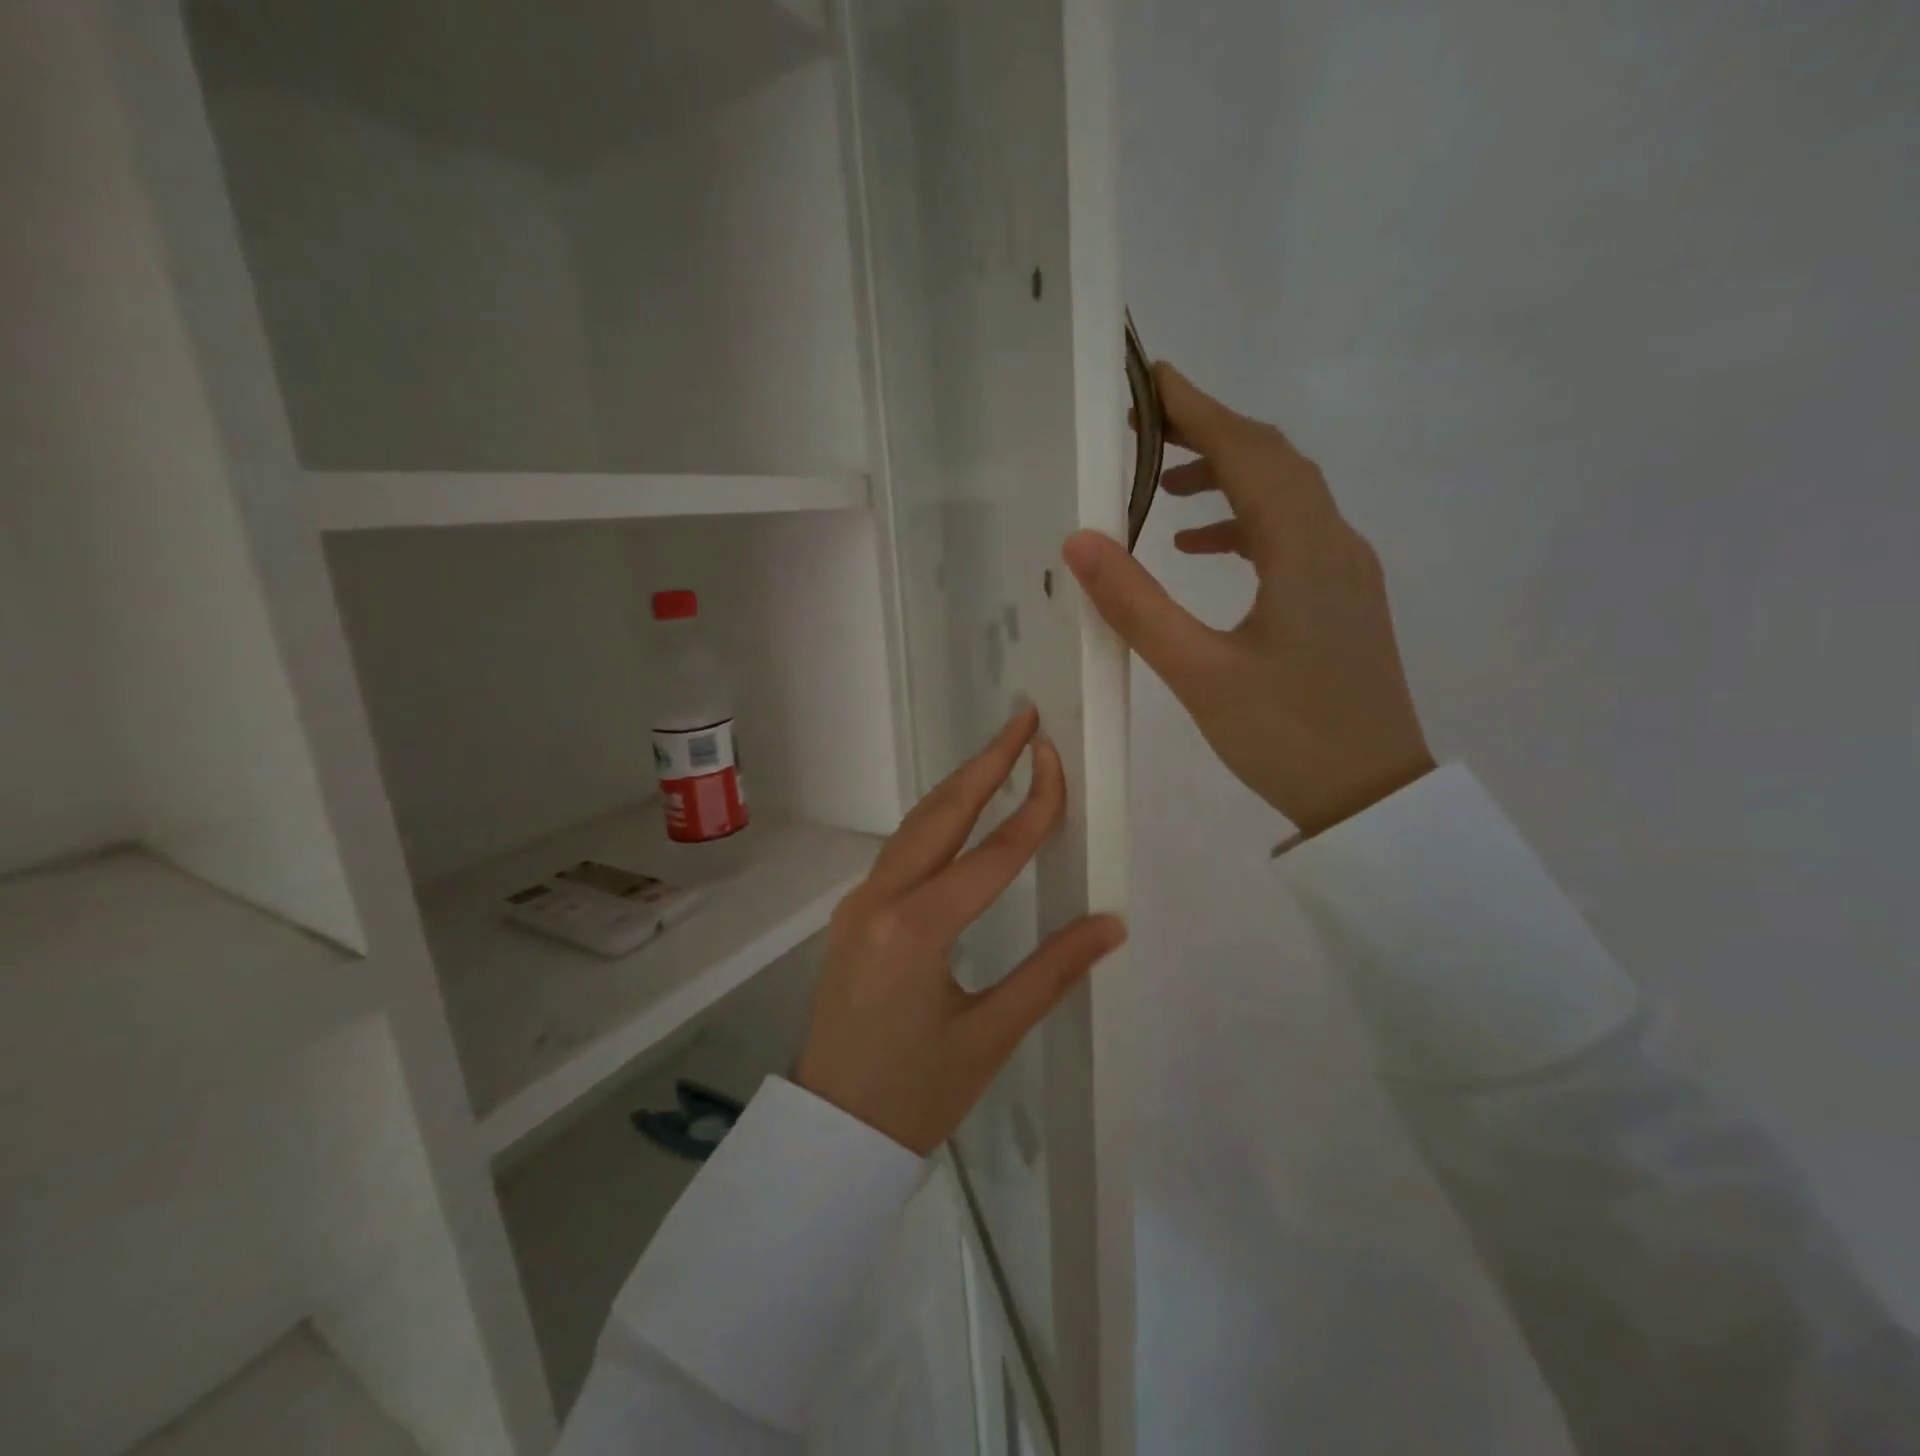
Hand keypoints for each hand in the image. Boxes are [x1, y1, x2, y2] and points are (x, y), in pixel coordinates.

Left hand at [794, 704, 1126, 1154]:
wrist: (829, 1133)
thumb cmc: (914, 1096)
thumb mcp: (990, 1038)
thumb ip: (1052, 972)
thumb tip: (1111, 923)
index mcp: (915, 930)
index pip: (992, 854)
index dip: (1033, 807)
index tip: (1058, 759)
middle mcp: (879, 900)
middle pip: (941, 815)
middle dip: (985, 762)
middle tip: (1023, 719)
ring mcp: (858, 903)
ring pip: (915, 828)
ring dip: (958, 786)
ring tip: (999, 752)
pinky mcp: (853, 915)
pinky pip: (900, 852)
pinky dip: (936, 821)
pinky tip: (960, 813)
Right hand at [1065, 363, 1433, 836]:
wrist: (1371, 799)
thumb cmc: (1286, 737)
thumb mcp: (1199, 673)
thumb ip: (1138, 604)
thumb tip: (1081, 540)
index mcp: (1305, 550)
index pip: (1250, 452)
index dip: (1198, 410)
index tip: (1150, 382)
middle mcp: (1335, 544)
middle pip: (1273, 462)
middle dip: (1209, 435)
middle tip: (1145, 430)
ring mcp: (1345, 572)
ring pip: (1285, 497)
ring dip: (1227, 479)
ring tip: (1163, 490)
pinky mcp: (1341, 600)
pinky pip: (1291, 537)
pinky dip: (1244, 526)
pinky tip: (1203, 550)